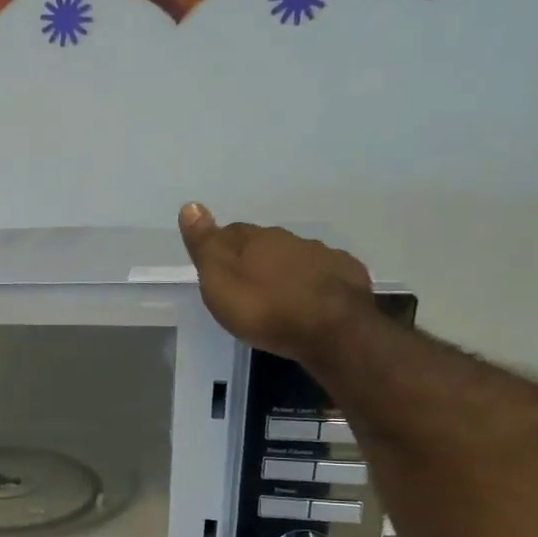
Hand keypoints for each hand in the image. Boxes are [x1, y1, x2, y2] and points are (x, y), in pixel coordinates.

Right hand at [178, 203, 372, 361]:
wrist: (332, 331)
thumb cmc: (264, 310)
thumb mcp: (220, 282)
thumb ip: (206, 246)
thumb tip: (190, 205)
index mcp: (257, 240)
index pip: (231, 232)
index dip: (221, 245)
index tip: (214, 264)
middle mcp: (291, 239)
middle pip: (265, 243)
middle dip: (253, 257)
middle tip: (243, 282)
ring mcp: (323, 255)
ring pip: (295, 256)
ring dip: (283, 270)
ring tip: (275, 294)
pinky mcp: (347, 275)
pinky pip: (323, 272)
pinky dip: (312, 282)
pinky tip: (309, 299)